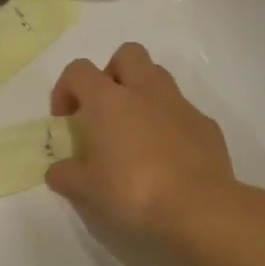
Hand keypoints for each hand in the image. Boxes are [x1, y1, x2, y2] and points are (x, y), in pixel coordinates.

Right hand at [47, 43, 236, 240]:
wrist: (199, 210)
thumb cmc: (133, 193)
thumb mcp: (87, 190)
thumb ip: (66, 175)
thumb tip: (57, 170)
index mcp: (109, 100)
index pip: (79, 71)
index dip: (66, 88)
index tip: (65, 120)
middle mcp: (145, 92)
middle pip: (127, 54)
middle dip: (113, 73)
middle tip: (105, 110)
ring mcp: (180, 106)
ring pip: (159, 77)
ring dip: (143, 93)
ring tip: (135, 131)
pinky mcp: (207, 126)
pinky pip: (183, 112)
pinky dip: (171, 124)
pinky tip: (167, 157)